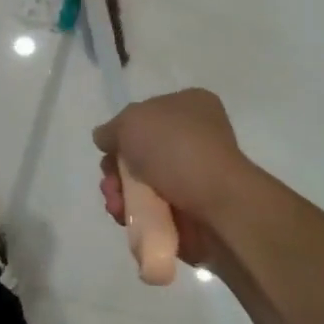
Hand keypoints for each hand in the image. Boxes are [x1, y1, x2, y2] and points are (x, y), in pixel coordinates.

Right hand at [92, 89, 256, 270]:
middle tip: (110, 181)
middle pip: (139, 152)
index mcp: (190, 106)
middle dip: (116, 169)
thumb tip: (105, 138)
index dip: (123, 131)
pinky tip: (124, 217)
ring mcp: (194, 177)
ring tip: (116, 204)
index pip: (147, 114)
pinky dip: (134, 214)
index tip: (110, 148)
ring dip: (119, 193)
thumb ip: (112, 128)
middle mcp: (194, 138)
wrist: (218, 206)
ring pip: (141, 184)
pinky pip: (152, 211)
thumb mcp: (132, 121)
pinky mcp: (191, 212)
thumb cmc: (176, 150)